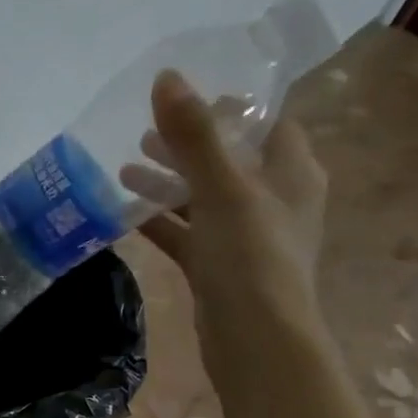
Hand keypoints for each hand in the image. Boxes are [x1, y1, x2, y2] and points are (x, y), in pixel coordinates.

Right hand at [120, 70, 328, 389]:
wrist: (254, 339)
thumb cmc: (250, 257)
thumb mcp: (222, 189)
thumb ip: (194, 136)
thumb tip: (166, 78)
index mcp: (292, 172)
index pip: (266, 123)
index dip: (229, 108)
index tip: (185, 100)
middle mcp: (274, 200)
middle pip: (229, 160)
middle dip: (187, 146)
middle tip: (144, 133)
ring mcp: (245, 238)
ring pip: (203, 199)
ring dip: (168, 184)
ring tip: (125, 170)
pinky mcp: (219, 268)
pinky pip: (187, 234)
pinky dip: (161, 222)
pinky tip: (126, 215)